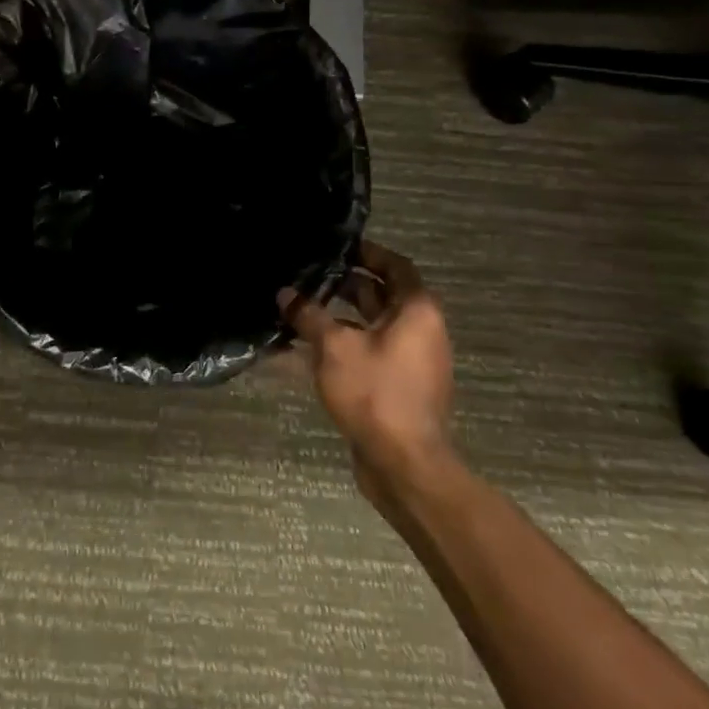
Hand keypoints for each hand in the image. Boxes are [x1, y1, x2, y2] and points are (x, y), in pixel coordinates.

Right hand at [280, 241, 455, 498]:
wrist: (403, 463)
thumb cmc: (375, 392)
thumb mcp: (334, 346)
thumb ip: (309, 314)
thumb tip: (286, 293)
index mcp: (416, 311)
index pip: (396, 266)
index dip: (368, 252)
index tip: (337, 246)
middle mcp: (421, 330)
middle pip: (384, 294)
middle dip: (347, 283)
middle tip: (310, 273)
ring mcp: (413, 361)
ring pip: (374, 325)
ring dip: (342, 315)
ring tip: (303, 306)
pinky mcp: (400, 385)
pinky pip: (371, 351)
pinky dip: (346, 342)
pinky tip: (310, 345)